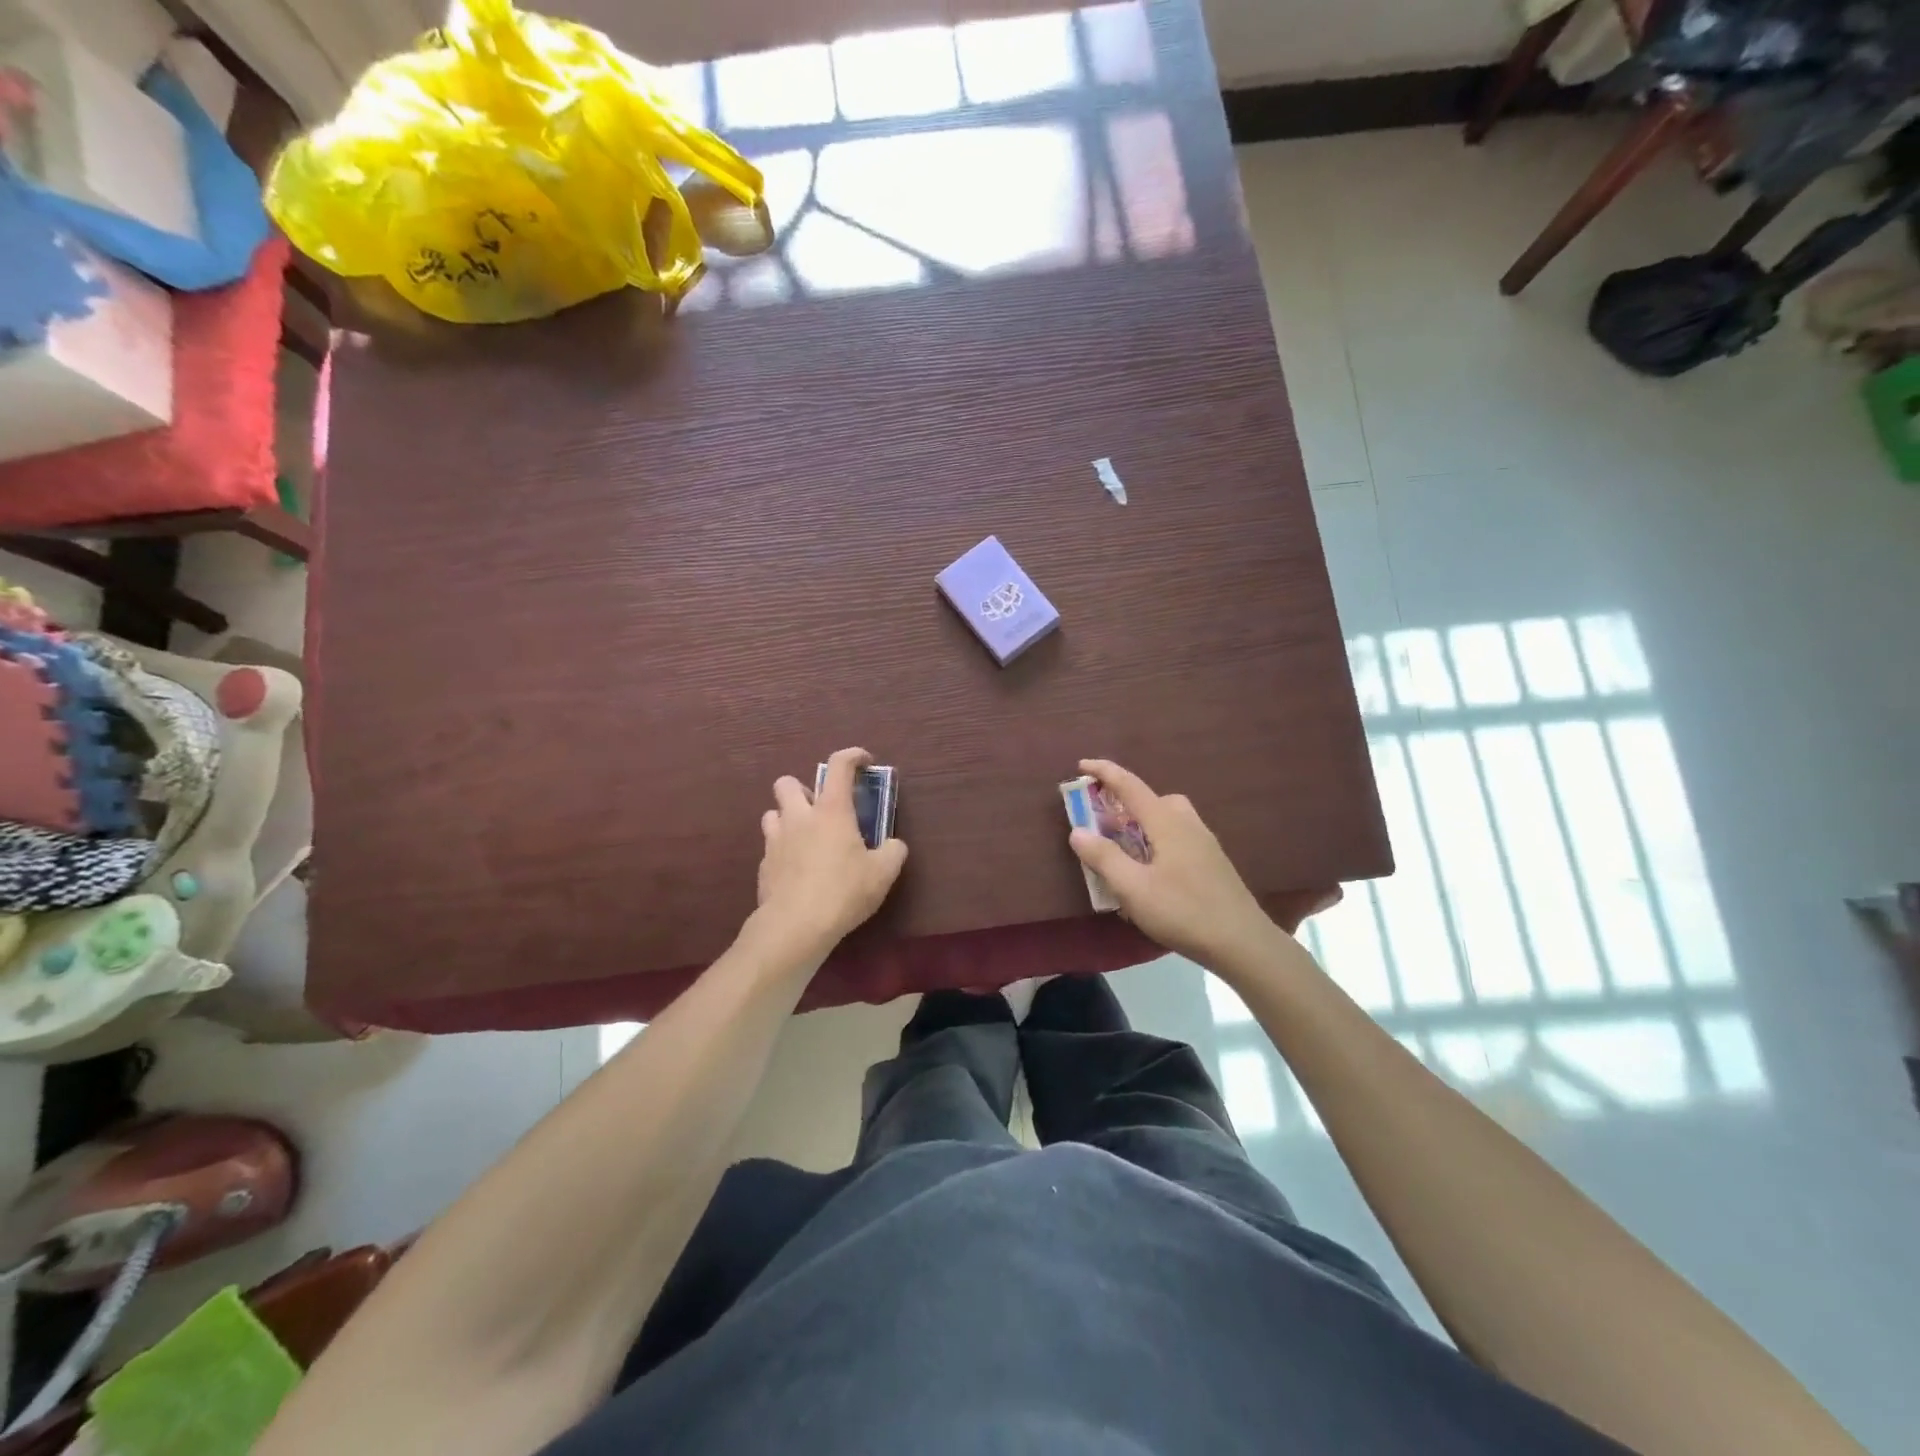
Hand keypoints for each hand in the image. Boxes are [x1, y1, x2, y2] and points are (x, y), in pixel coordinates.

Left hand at [756, 747, 907, 951]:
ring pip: (772, 813)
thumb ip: (893, 852)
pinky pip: (770, 847)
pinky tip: (797, 869)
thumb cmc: (844, 891)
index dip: (853, 756)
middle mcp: (799, 817)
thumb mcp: (883, 873)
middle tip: (822, 809)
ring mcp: (775, 840)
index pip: (839, 766)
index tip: (864, 762)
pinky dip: (783, 850)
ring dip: (788, 818)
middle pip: (787, 783)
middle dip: (803, 789)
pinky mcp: (763, 866)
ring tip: (806, 838)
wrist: (795, 926)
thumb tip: (894, 845)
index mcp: (831, 810)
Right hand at [1068, 758, 1276, 973]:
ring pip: (1169, 818)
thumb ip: (1104, 858)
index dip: (1105, 772)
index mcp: (1167, 823)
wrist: (1243, 943)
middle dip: (1126, 802)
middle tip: (1103, 821)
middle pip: (1154, 799)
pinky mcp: (1213, 863)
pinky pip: (1179, 837)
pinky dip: (1158, 840)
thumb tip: (1078, 831)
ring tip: (1126, 849)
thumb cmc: (1183, 912)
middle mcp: (1188, 824)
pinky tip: (1152, 871)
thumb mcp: (1133, 888)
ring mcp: (1205, 843)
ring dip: (1144, 822)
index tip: (1082, 765)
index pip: (1130, 786)